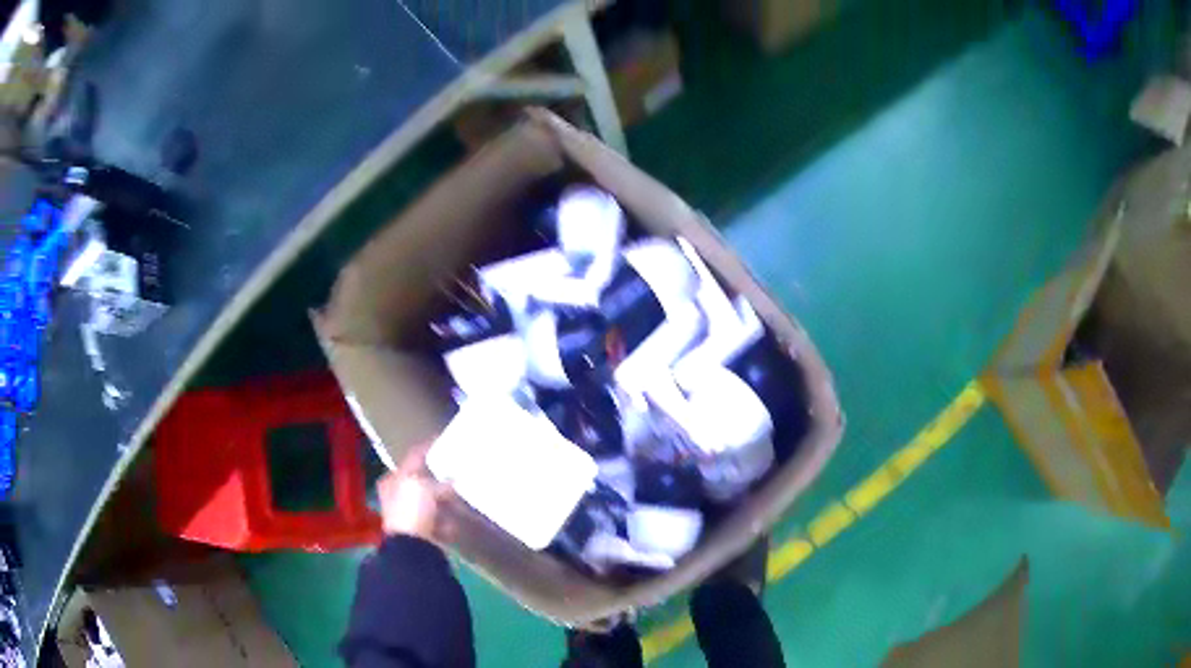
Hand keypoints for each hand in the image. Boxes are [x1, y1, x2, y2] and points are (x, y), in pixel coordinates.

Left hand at [377, 444, 452, 542]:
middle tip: (456, 468)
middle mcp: (397, 496)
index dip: (427, 448)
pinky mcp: (423, 532)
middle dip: (438, 477)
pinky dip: (448, 520)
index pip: (411, 458)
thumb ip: (440, 482)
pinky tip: (457, 518)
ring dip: (445, 500)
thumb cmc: (411, 510)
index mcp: (393, 480)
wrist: (412, 547)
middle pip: (421, 481)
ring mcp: (410, 515)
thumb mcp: (424, 487)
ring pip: (431, 502)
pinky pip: (439, 521)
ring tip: (461, 494)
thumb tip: (453, 480)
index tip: (443, 440)